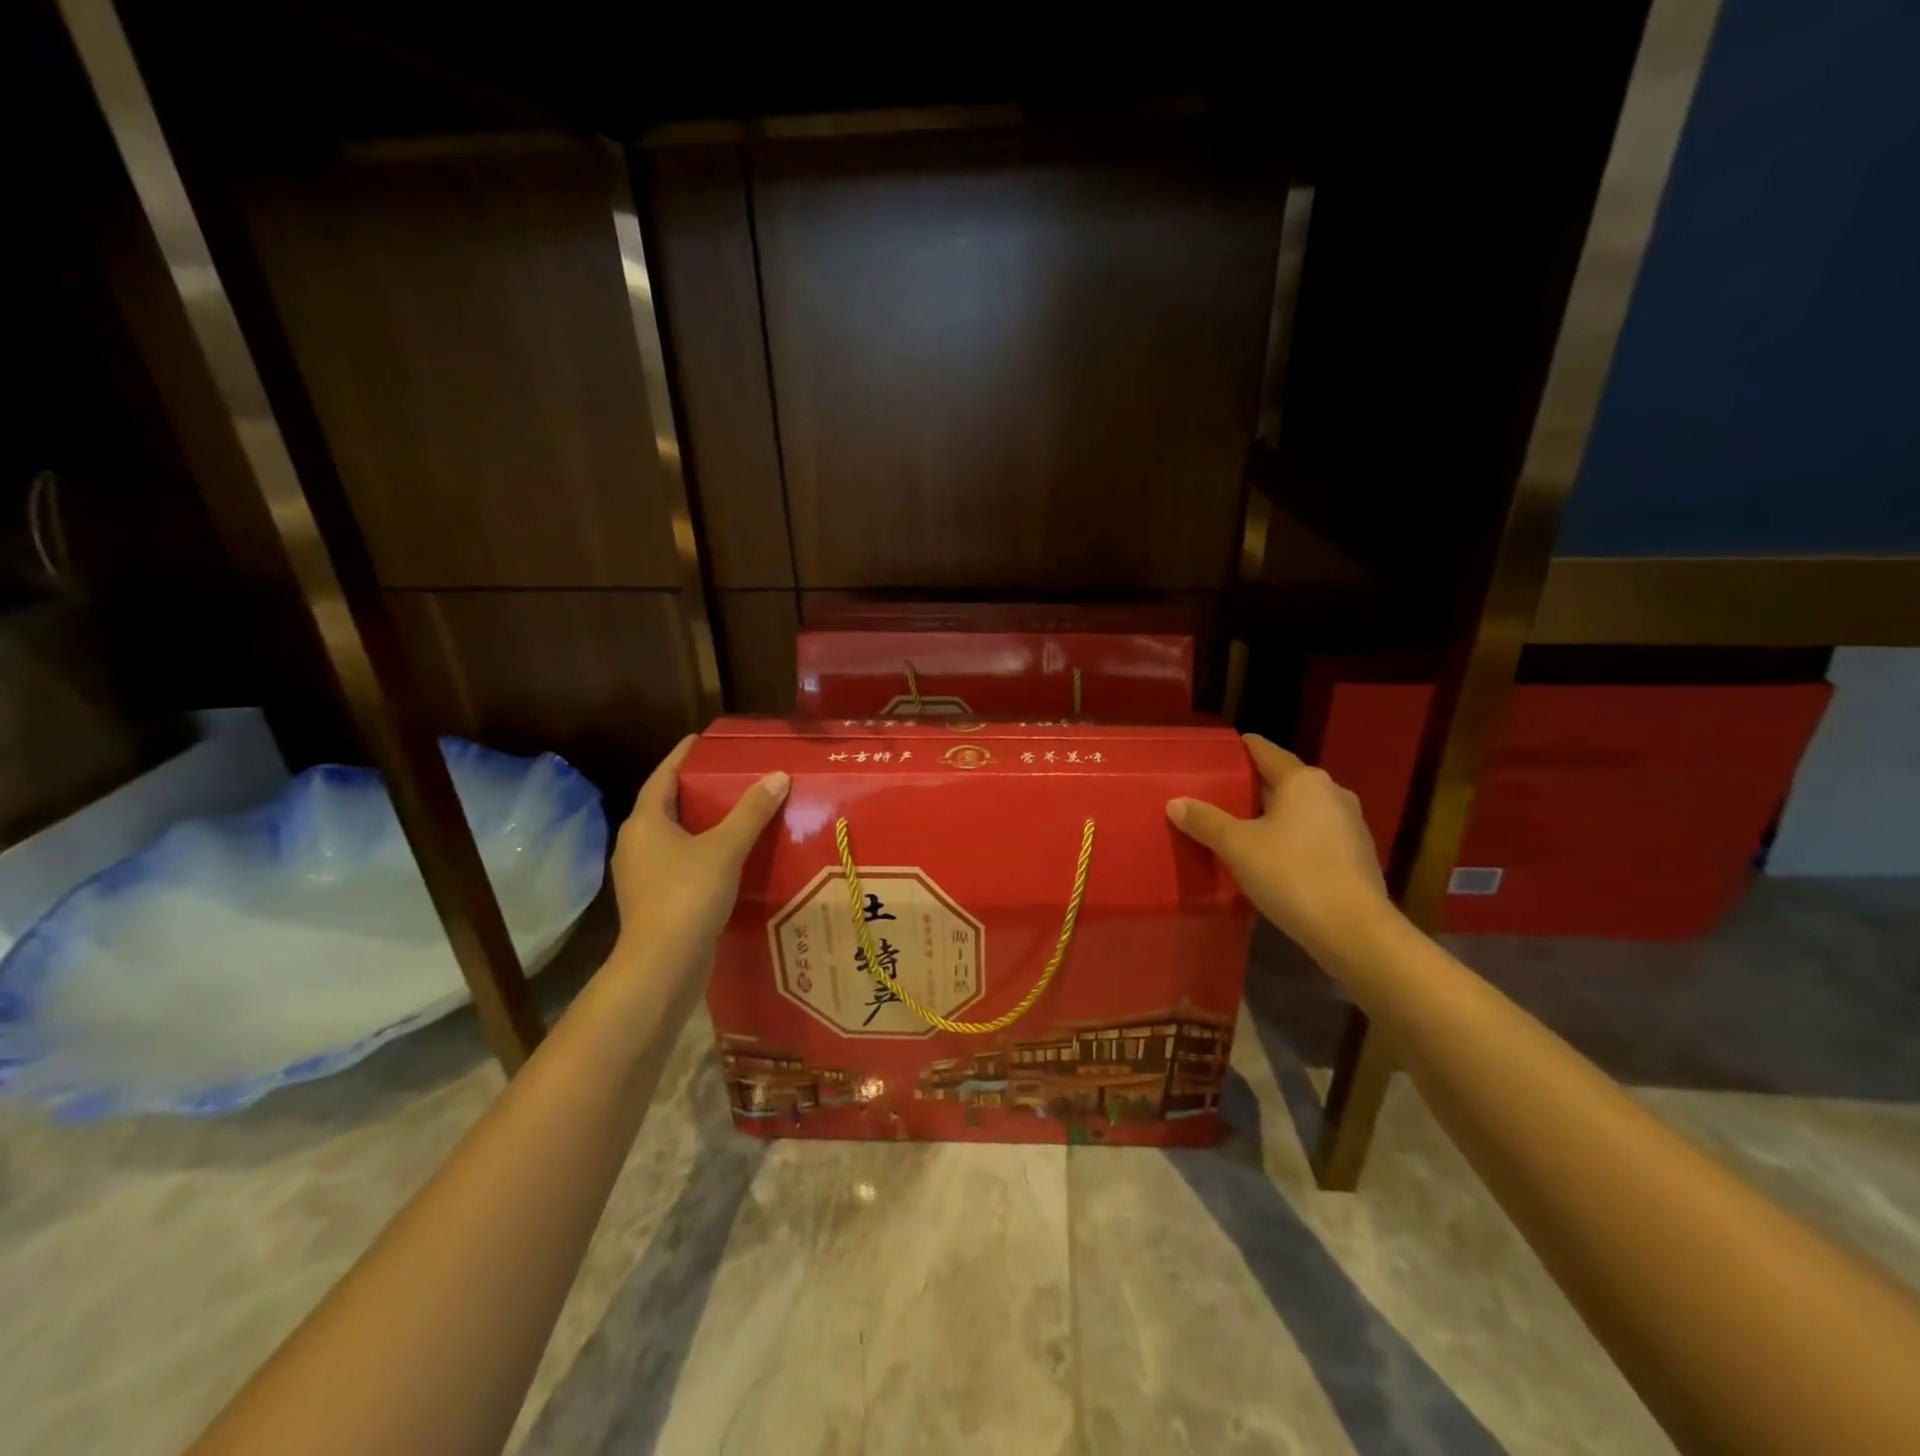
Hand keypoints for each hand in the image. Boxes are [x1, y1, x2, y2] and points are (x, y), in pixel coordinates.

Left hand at [607, 736, 789, 998]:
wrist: (662, 966)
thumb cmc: (687, 896)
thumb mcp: (725, 848)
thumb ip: (751, 812)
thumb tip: (777, 776)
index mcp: (644, 823)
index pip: (663, 777)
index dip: (682, 756)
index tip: (702, 739)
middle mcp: (635, 845)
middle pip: (666, 806)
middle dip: (695, 789)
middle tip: (729, 774)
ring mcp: (642, 876)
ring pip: (673, 837)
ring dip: (699, 823)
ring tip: (735, 812)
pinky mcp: (654, 900)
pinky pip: (679, 863)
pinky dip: (702, 852)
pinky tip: (729, 856)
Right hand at [1168, 734, 1395, 960]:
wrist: (1355, 930)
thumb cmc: (1292, 874)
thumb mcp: (1237, 847)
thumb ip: (1206, 821)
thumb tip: (1176, 803)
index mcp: (1303, 780)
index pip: (1265, 751)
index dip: (1240, 749)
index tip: (1216, 754)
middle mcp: (1331, 793)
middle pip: (1284, 781)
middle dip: (1252, 787)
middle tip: (1217, 795)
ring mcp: (1350, 824)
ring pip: (1301, 809)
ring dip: (1273, 815)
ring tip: (1239, 827)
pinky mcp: (1357, 855)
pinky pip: (1315, 834)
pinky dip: (1292, 838)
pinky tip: (1272, 857)